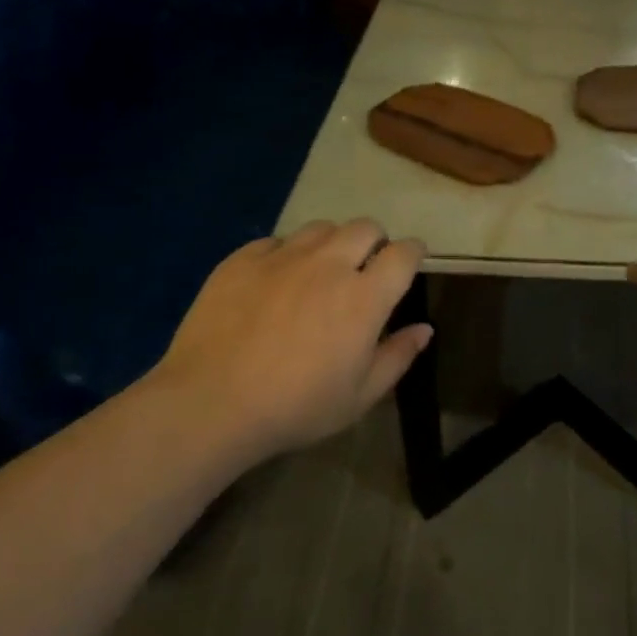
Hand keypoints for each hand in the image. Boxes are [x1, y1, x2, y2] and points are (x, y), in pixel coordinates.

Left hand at [145, 220, 430, 459]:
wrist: (211, 402)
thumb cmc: (296, 407)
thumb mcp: (358, 396)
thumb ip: (397, 356)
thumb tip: (424, 329)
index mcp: (364, 297)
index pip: (402, 253)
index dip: (412, 252)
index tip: (410, 261)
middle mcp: (329, 264)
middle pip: (365, 228)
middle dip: (374, 242)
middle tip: (365, 269)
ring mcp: (283, 257)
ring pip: (321, 228)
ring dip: (332, 243)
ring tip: (321, 270)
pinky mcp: (243, 259)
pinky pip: (277, 241)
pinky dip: (287, 253)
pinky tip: (276, 281)